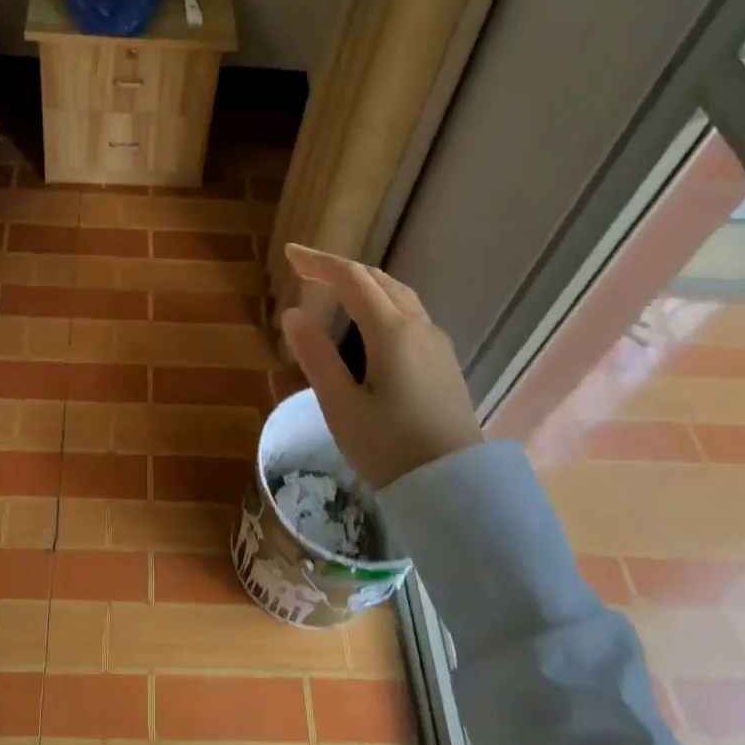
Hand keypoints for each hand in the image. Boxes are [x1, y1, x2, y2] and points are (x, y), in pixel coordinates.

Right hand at [279, 244, 481, 488]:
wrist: (455, 490)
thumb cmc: (390, 448)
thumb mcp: (341, 405)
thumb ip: (316, 355)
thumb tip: (293, 314)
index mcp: (392, 331)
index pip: (352, 279)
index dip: (319, 262)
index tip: (290, 255)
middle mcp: (419, 327)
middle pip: (379, 280)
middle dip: (341, 268)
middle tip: (305, 270)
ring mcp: (437, 344)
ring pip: (399, 295)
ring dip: (365, 283)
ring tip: (334, 289)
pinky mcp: (444, 363)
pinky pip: (411, 314)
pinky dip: (383, 302)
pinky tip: (371, 323)